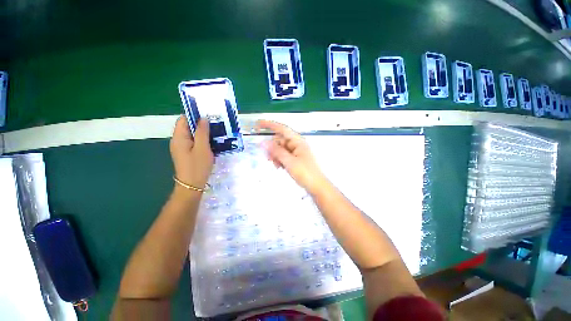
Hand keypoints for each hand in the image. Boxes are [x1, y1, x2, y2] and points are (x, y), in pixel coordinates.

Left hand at [170, 116, 213, 191]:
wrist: (192, 186)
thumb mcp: (202, 148)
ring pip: (193, 134)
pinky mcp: (188, 153)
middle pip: (188, 126)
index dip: (194, 115)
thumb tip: (203, 118)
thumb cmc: (197, 166)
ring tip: (217, 131)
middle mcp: (178, 140)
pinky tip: (213, 142)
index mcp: (179, 137)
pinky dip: (203, 140)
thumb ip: (202, 132)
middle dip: (201, 123)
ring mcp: (183, 147)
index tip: (208, 114)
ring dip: (203, 132)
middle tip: (216, 123)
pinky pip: (195, 142)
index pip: (184, 119)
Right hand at [257, 120, 327, 192]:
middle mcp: (297, 144)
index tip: (258, 124)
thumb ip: (277, 151)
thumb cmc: (305, 173)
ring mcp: (296, 152)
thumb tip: (264, 142)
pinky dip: (280, 159)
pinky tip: (279, 167)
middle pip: (280, 140)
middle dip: (272, 147)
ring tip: (276, 165)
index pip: (282, 129)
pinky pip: (284, 155)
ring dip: (276, 155)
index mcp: (298, 141)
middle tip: (268, 158)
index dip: (269, 125)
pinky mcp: (296, 159)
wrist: (316, 186)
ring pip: (281, 149)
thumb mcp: (289, 162)